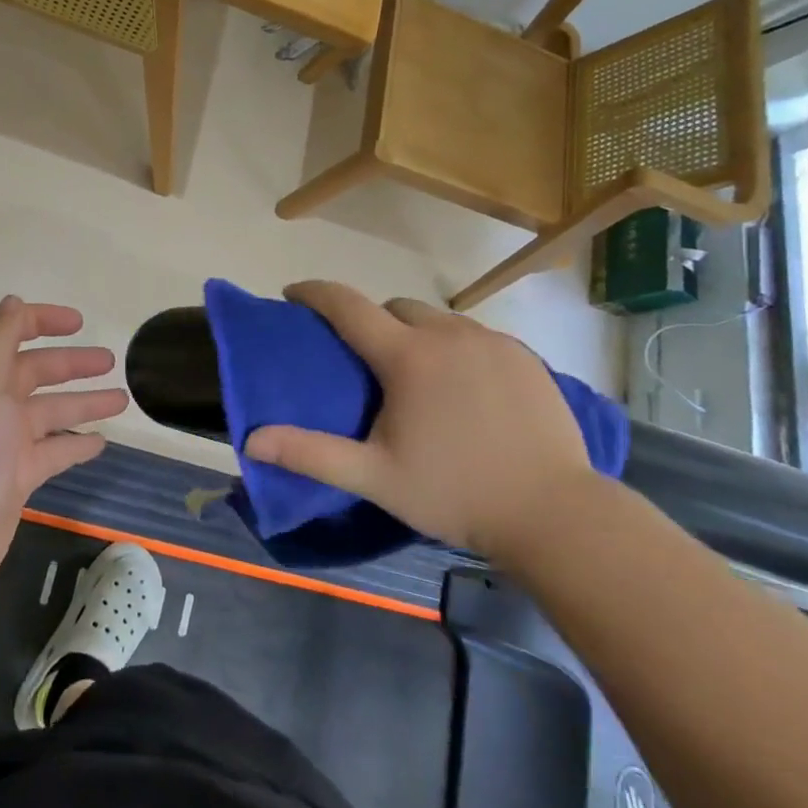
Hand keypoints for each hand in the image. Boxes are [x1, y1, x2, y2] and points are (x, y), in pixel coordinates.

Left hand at [0, 297, 128, 606]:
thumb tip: (14, 300)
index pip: (9, 335)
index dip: (42, 322)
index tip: (79, 322)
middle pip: (36, 374)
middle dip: (72, 364)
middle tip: (112, 360)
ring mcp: (1, 445)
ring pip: (51, 413)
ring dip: (84, 403)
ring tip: (123, 398)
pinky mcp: (15, 481)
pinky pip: (53, 453)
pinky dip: (76, 444)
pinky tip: (102, 441)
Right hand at [242, 281, 590, 556]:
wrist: (556, 515)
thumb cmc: (455, 493)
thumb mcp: (375, 477)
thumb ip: (312, 454)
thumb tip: (251, 440)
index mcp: (408, 356)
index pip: (348, 305)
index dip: (315, 293)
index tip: (294, 293)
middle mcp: (449, 334)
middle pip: (395, 307)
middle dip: (372, 320)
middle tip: (365, 359)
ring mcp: (492, 342)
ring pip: (439, 319)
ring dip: (416, 333)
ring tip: (416, 374)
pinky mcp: (526, 357)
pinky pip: (476, 336)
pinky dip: (456, 347)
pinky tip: (463, 386)